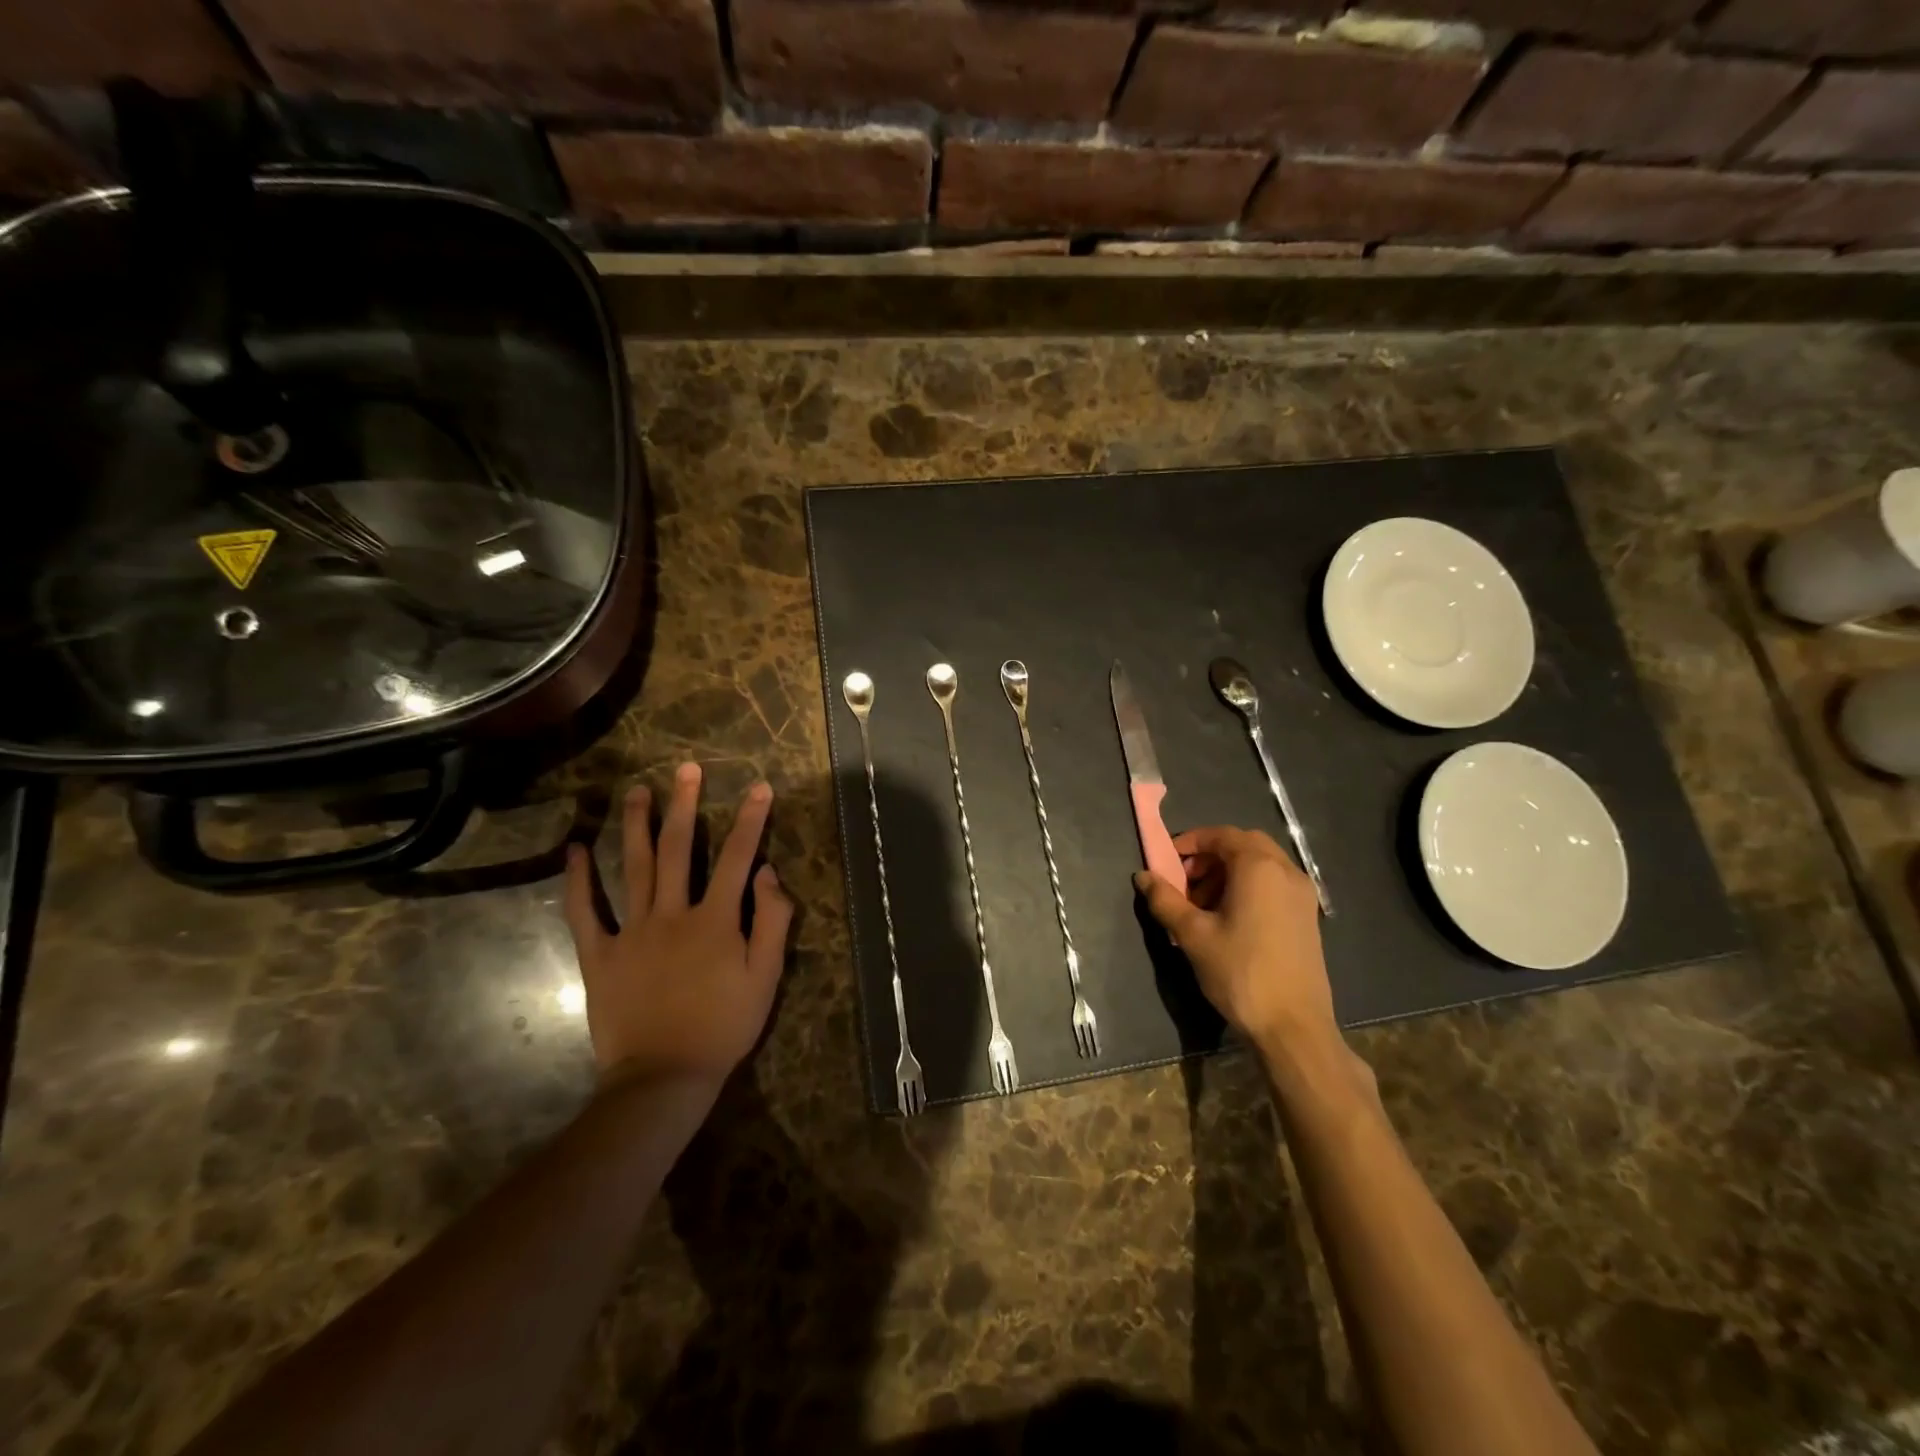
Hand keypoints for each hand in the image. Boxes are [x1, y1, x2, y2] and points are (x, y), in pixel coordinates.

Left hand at [562, 762, 793, 1091]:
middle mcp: (672, 914)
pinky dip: (577, 881)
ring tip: (635, 790)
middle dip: (685, 805)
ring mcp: (631, 932)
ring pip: (632, 868)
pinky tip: (575, 850)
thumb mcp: (765, 977)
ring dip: (635, 826)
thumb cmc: (723, 1026)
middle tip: (685, 769)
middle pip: (678, 849)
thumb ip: (772, 921)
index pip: (736, 858)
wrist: (664, 1077)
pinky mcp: (600, 955)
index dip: (750, 820)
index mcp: (715, 920)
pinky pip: (584, 913)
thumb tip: (768, 872)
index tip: (759, 787)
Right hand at [1135, 826, 1337, 1059]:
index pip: (1221, 835)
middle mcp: (1286, 872)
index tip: (1167, 861)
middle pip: (1244, 845)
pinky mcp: (1308, 918)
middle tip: (1185, 881)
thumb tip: (1143, 876)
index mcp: (1259, 867)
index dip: (1191, 842)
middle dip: (1211, 857)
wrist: (1293, 1027)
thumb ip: (1165, 900)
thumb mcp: (1193, 935)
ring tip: (1202, 906)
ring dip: (1229, 873)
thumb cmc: (1240, 972)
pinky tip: (1229, 921)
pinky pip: (1274, 885)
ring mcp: (1302, 895)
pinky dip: (1249, 888)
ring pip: (1261, 865)